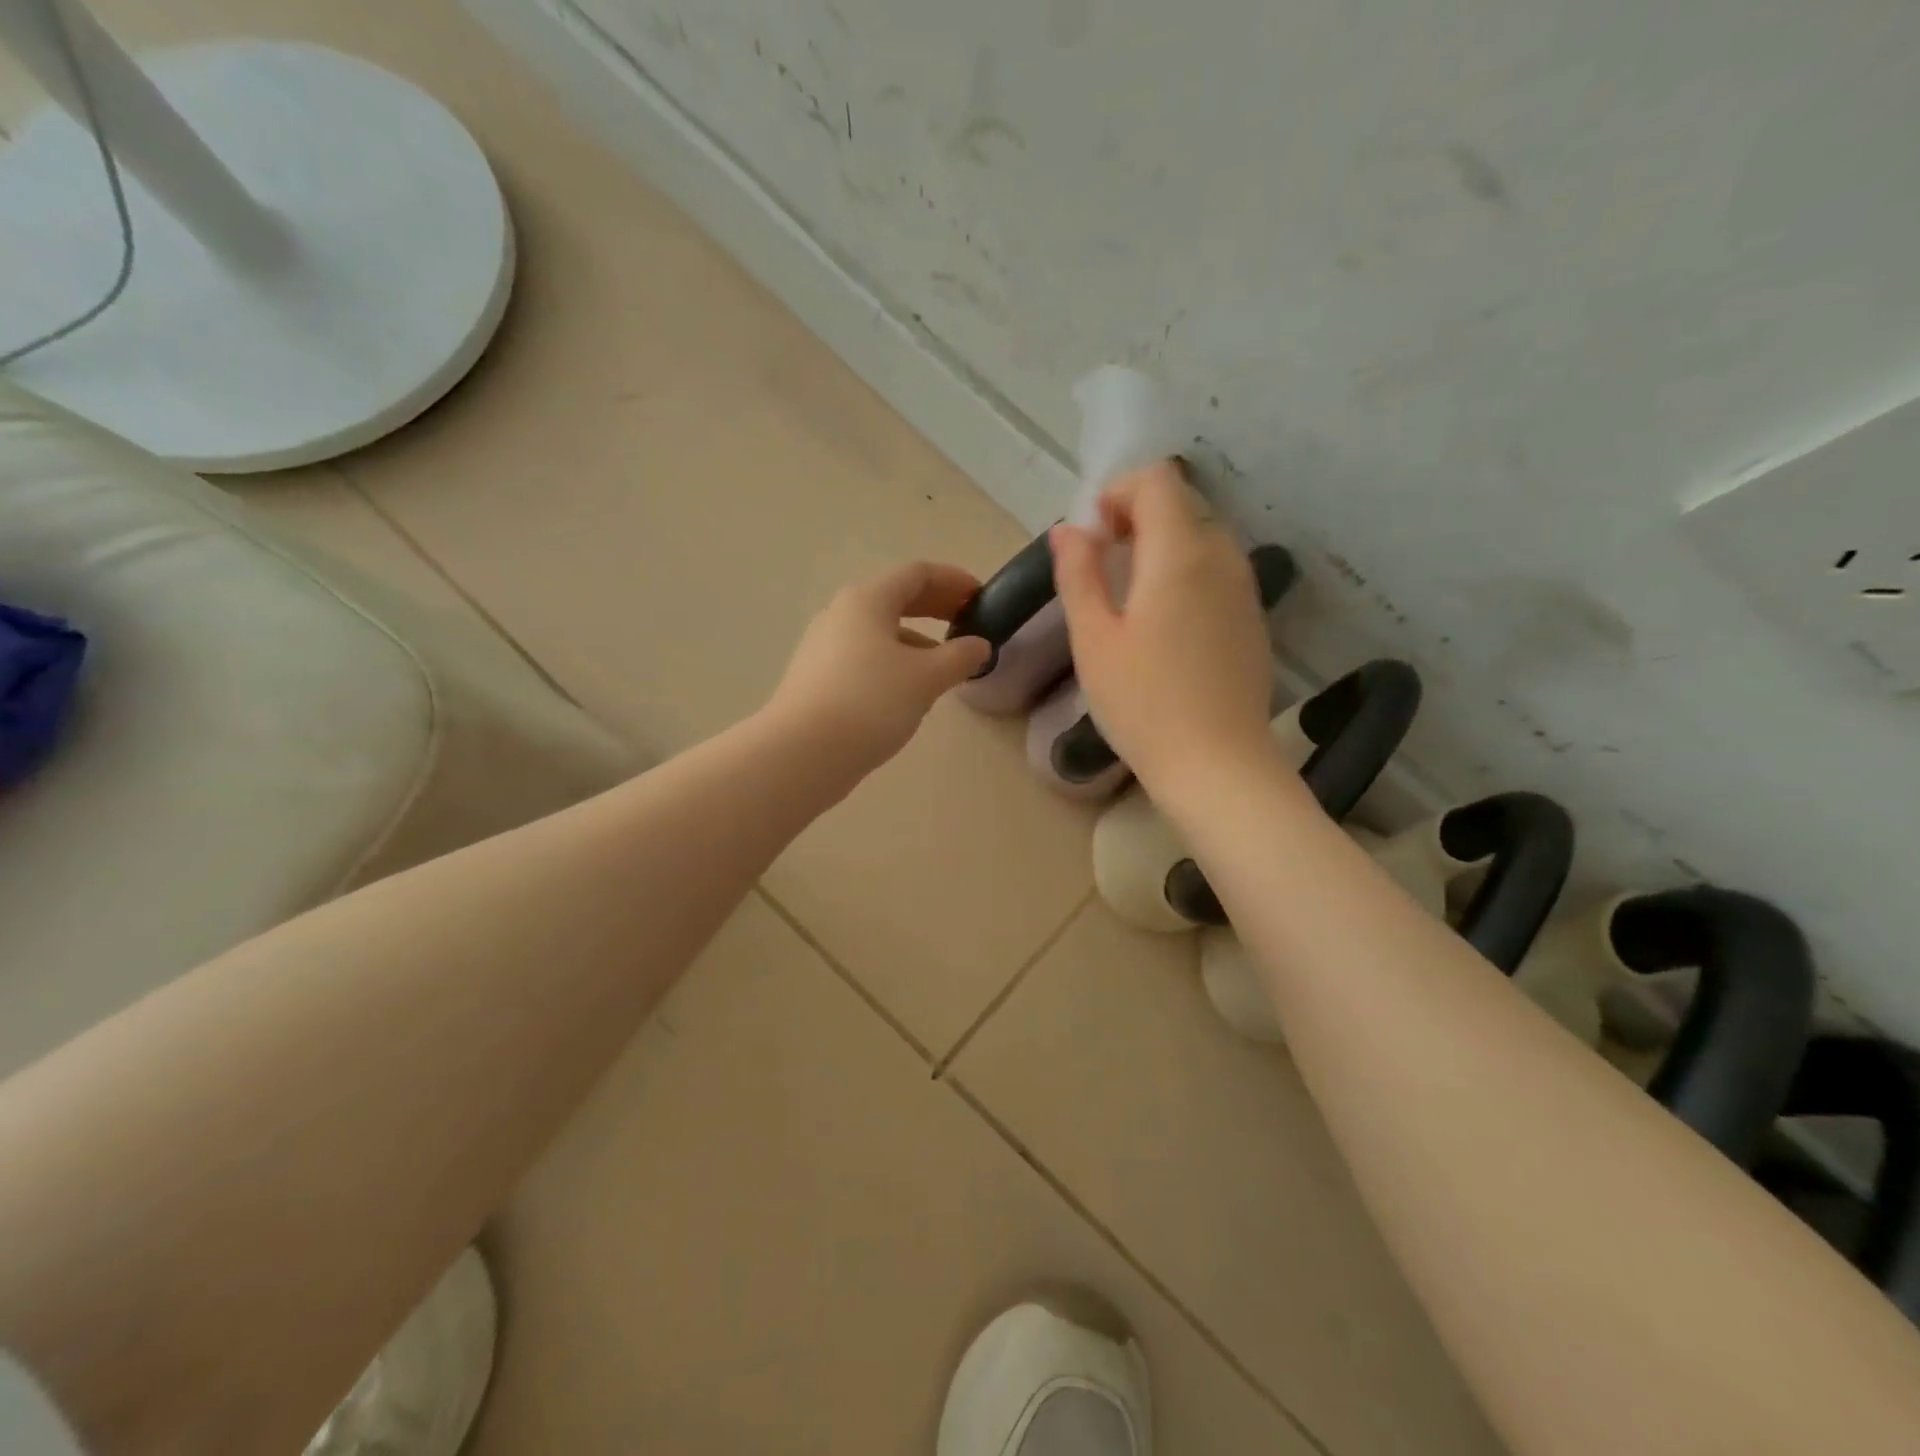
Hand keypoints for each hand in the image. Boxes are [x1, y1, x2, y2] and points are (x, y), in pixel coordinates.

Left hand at [767, 561, 992, 772]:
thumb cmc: (870, 702)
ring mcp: (824, 647)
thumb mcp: (926, 678)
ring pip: (879, 632)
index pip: (917, 574)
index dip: (953, 581)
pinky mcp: (817, 678)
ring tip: (944, 667)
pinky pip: (864, 658)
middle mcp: (841, 614)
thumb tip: (978, 646)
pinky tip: (909, 694)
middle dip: (935, 608)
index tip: (981, 597)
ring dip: (916, 640)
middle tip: (967, 623)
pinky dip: (894, 663)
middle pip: (895, 599)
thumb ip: (959, 657)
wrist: (803, 752)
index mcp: (867, 600)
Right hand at [1052, 461, 1274, 791]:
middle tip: (1103, 568)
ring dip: (1162, 547)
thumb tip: (1068, 529)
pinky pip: (1217, 571)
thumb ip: (1078, 574)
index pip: (1157, 481)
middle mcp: (1222, 558)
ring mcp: (1244, 589)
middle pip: (1181, 506)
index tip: (1094, 537)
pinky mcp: (1252, 619)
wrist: (1217, 765)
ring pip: (1202, 538)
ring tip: (1130, 598)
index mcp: (1180, 554)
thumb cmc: (1143, 703)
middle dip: (1137, 519)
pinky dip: (1186, 573)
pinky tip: (1165, 626)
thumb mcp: (1094, 639)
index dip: (1118, 493)